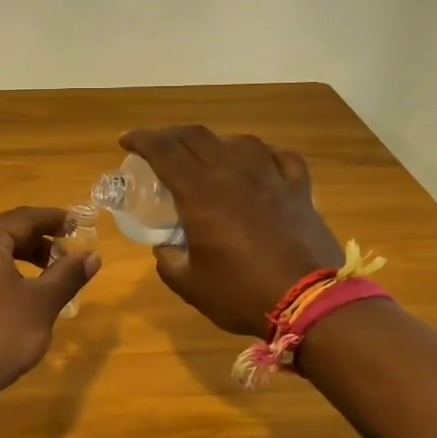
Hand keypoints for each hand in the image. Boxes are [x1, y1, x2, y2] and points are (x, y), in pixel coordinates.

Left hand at [0, 207, 100, 399]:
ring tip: (41, 280)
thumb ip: (67, 275)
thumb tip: (92, 255)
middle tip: (63, 257)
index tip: (74, 223)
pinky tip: (10, 299)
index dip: (52, 219)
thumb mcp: (41, 304)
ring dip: (15, 260)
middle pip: (2, 234)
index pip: (23, 218)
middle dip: (35, 242)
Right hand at [120, 126, 342, 336]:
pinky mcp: (299, 188)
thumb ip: (169, 261)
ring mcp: (271, 177)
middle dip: (171, 135)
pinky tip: (259, 164)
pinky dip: (262, 155)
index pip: (164, 150)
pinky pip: (279, 157)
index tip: (126, 140)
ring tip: (207, 157)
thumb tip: (165, 248)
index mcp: (200, 193)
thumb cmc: (241, 293)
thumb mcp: (190, 285)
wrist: (310, 302)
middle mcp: (233, 173)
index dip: (141, 139)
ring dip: (214, 143)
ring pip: (238, 141)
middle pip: (197, 136)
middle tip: (159, 148)